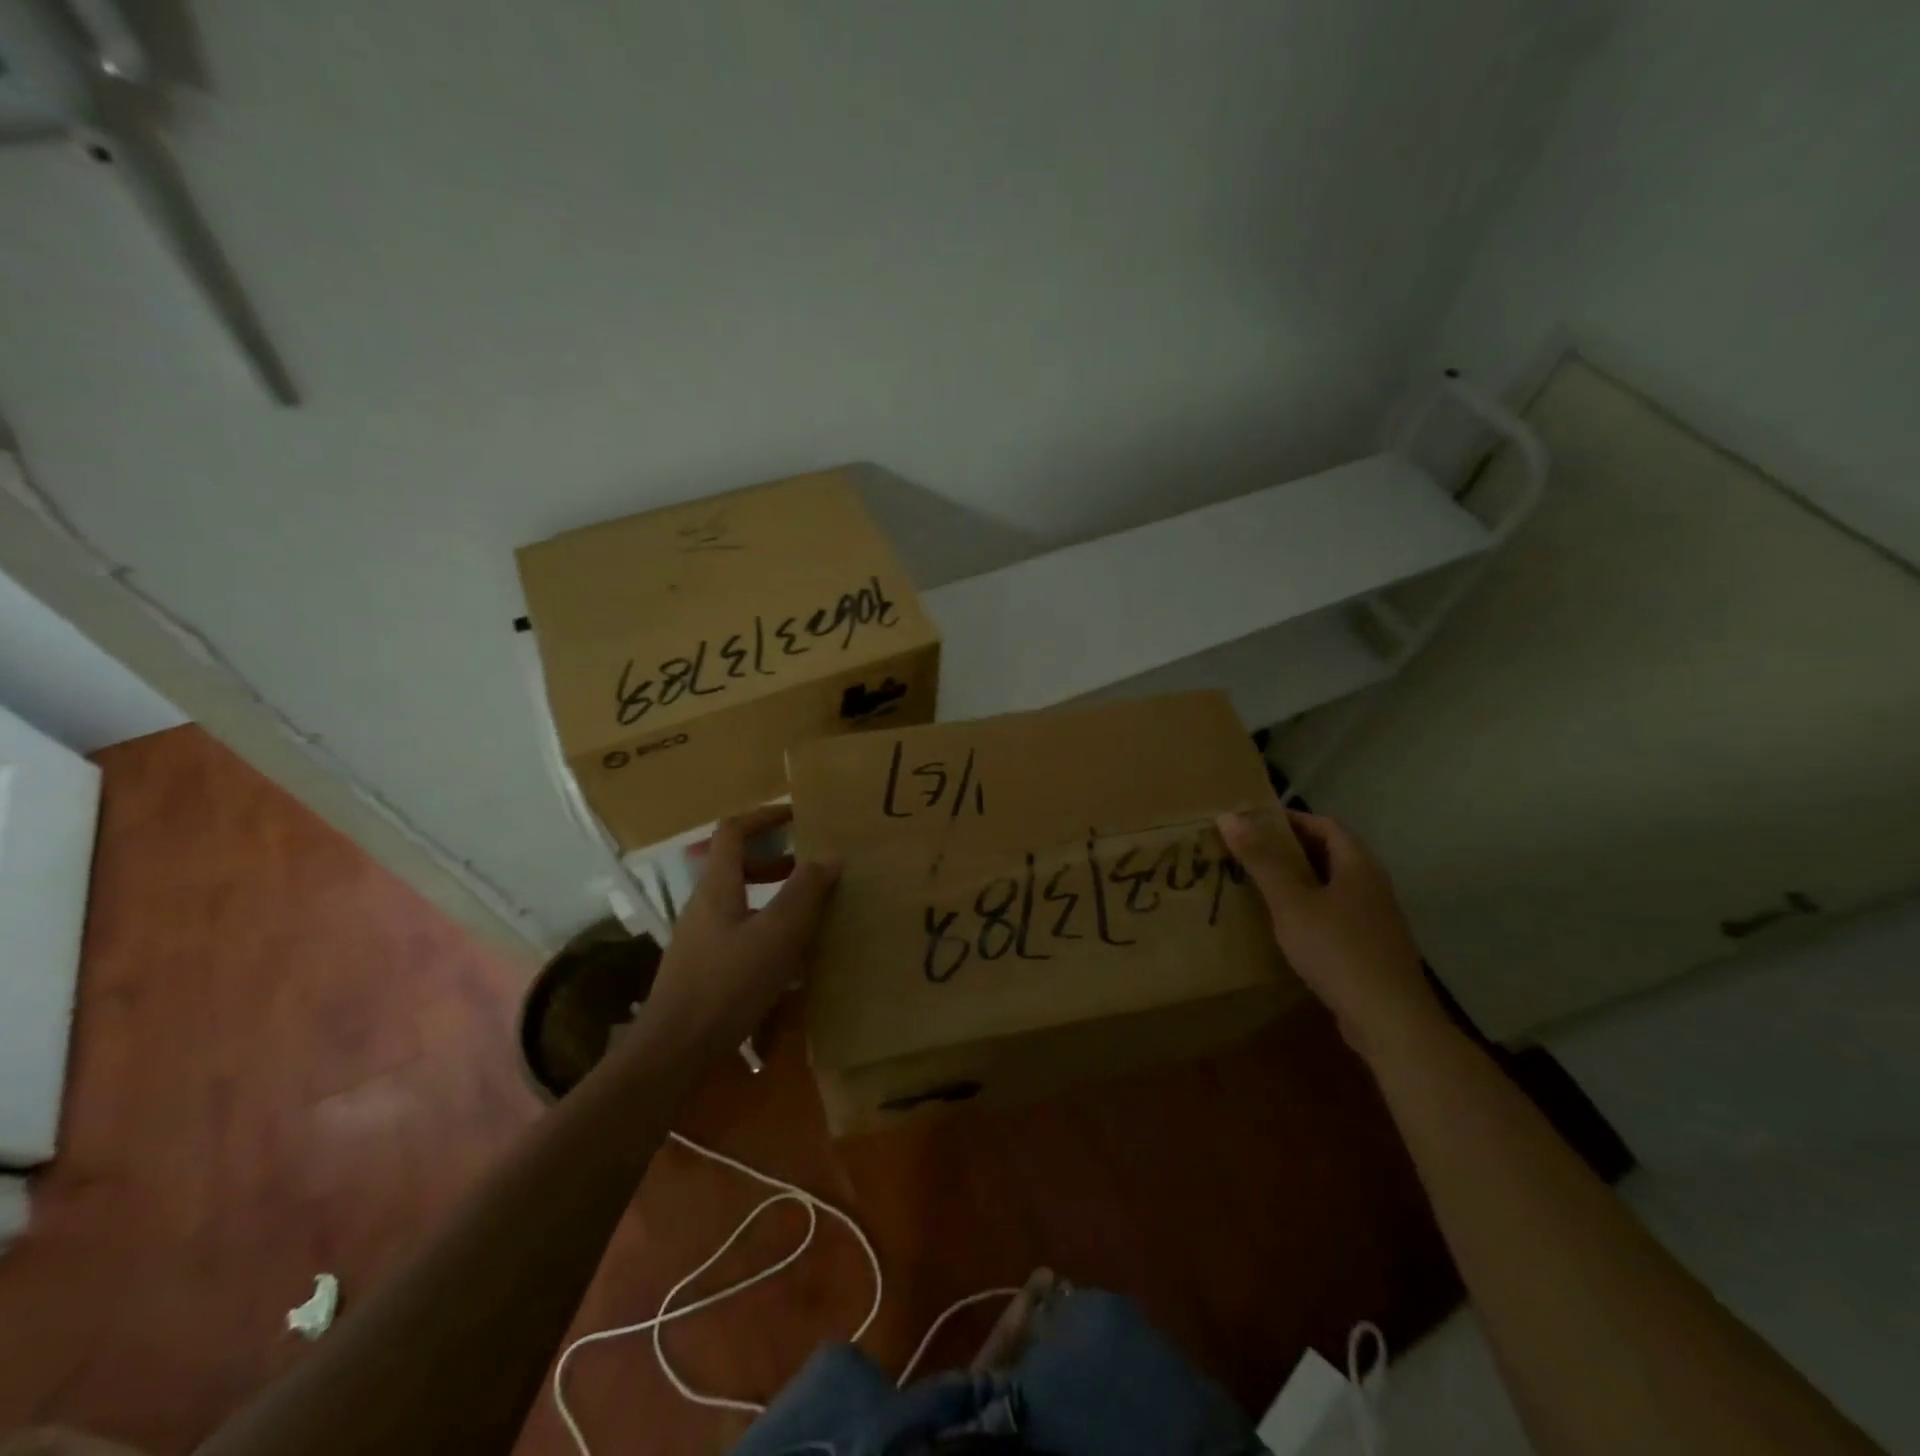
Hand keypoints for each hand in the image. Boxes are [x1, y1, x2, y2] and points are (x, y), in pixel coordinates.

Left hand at [641, 805, 840, 1056]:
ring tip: (808, 911)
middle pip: (735, 865)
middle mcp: (703, 906)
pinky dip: (765, 928)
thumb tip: (830, 856)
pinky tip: (788, 958)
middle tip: (810, 868)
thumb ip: (805, 892)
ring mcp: (699, 939)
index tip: (797, 815)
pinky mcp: (702, 969)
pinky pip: (738, 931)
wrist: (674, 1052)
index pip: (733, 832)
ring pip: (739, 900)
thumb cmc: (728, 983)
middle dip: (774, 859)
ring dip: (772, 896)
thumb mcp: (778, 934)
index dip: (763, 817)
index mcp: (716, 887)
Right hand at [1216, 807, 1446, 1062]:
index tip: (1254, 823)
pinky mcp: (1373, 949)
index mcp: (1359, 866)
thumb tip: (1228, 816)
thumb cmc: (1337, 950)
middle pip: (1331, 854)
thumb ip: (1261, 860)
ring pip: (1334, 887)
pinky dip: (1310, 910)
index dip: (1291, 819)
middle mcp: (1373, 886)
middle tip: (1250, 852)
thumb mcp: (1290, 902)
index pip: (1326, 825)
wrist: (1389, 1020)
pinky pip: (1337, 916)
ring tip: (1261, 886)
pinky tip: (1287, 928)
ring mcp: (1377, 920)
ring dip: (1300, 881)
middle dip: (1291, 850)